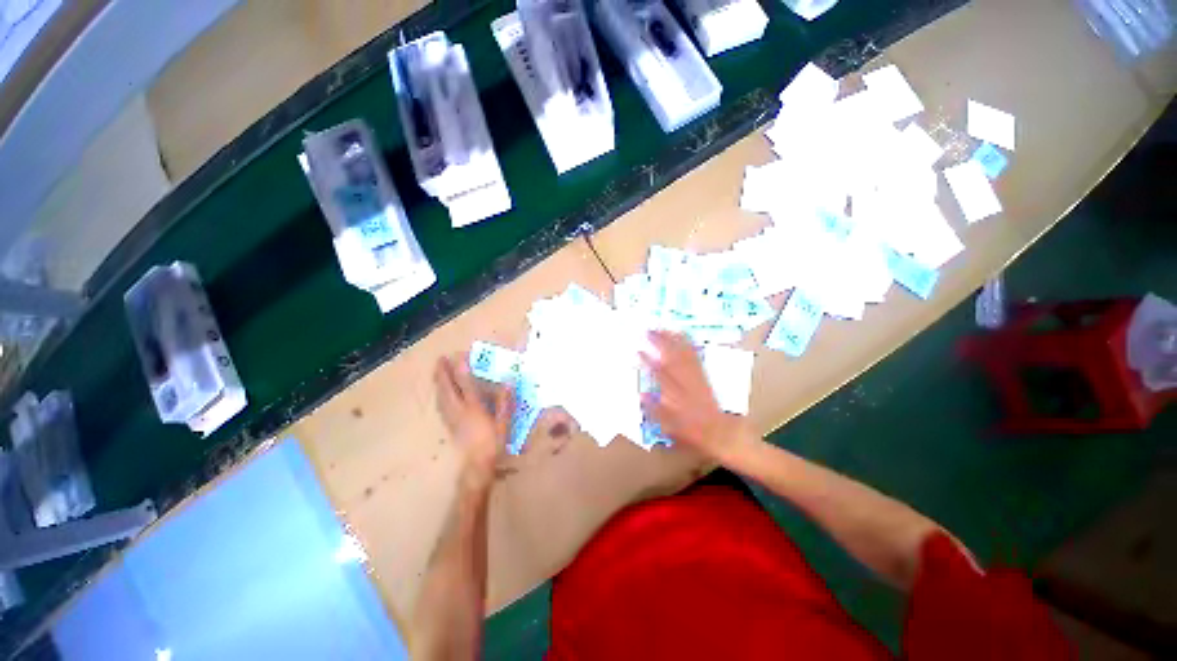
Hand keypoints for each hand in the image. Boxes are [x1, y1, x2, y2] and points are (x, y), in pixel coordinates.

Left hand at [434, 354, 511, 486]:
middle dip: (443, 373)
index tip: (458, 356)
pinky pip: (441, 405)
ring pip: (441, 396)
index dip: (461, 370)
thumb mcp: (503, 422)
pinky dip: (439, 394)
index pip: (465, 385)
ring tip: (436, 371)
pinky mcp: (449, 425)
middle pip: (448, 389)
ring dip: (438, 382)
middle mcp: (459, 411)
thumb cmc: (493, 442)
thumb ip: (504, 402)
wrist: (477, 464)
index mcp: (473, 409)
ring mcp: (452, 418)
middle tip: (440, 359)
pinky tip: (439, 392)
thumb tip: (508, 383)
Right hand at [640, 331, 752, 463]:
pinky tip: (683, 336)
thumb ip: (654, 410)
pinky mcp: (703, 376)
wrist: (721, 433)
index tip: (638, 349)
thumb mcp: (669, 427)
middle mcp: (686, 383)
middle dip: (660, 342)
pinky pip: (696, 358)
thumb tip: (640, 394)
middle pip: (671, 358)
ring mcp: (696, 378)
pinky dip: (688, 345)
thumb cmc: (692, 433)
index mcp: (675, 397)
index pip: (659, 374)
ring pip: (683, 355)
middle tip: (648, 330)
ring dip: (673, 340)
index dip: (648, 361)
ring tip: (663, 328)